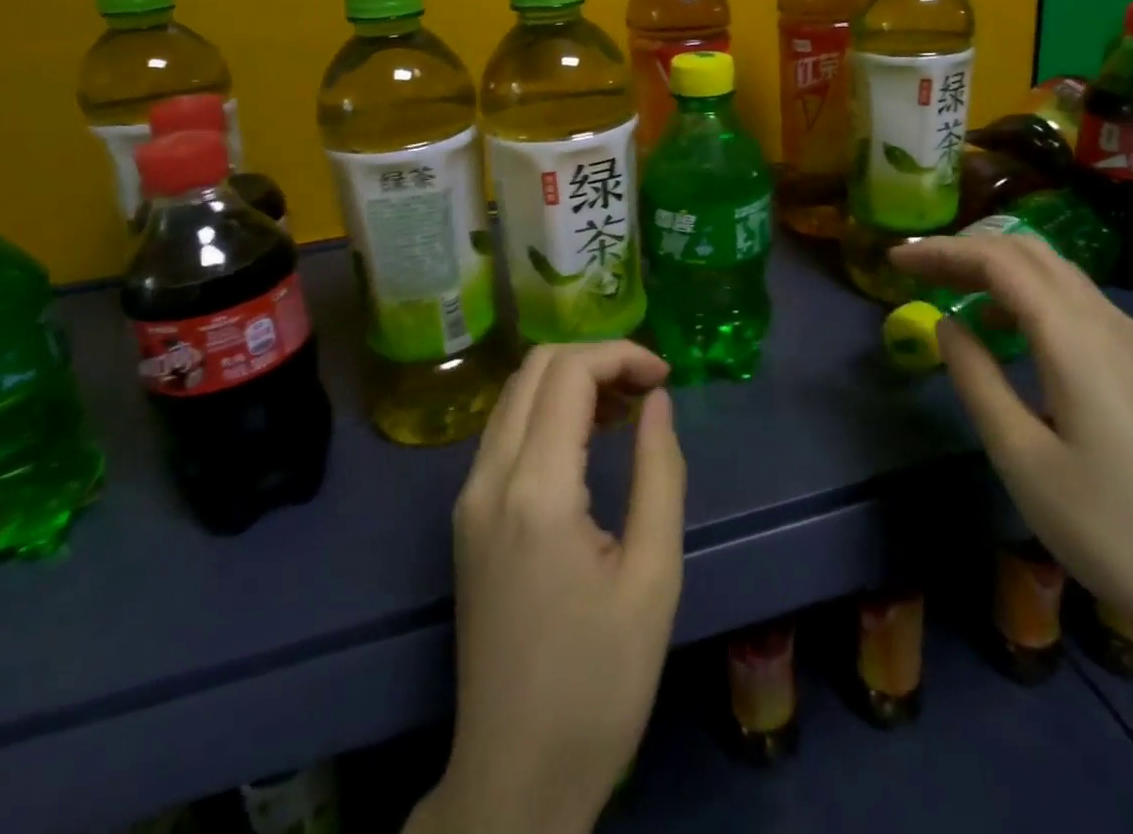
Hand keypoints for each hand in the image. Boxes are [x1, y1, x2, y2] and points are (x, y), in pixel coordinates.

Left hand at [417, 342, 686, 833]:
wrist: (514, 777)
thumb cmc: (599, 684)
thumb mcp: (654, 577)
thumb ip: (660, 472)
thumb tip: (656, 400)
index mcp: (536, 489)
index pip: (568, 372)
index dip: (621, 354)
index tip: (665, 377)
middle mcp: (489, 477)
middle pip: (535, 367)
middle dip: (596, 360)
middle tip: (647, 390)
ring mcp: (469, 496)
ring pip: (516, 394)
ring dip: (571, 382)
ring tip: (625, 410)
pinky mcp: (467, 517)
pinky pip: (505, 431)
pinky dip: (548, 412)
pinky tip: (588, 441)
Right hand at [889, 233, 1132, 673]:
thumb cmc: (1109, 528)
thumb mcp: (1021, 456)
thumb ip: (976, 379)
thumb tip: (946, 324)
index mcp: (1076, 338)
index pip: (1000, 262)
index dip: (943, 251)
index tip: (895, 260)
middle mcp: (1110, 324)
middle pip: (1031, 254)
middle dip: (968, 250)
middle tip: (917, 269)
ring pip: (1057, 274)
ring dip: (999, 268)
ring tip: (950, 289)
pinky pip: (1076, 303)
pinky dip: (1028, 294)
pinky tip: (1006, 329)